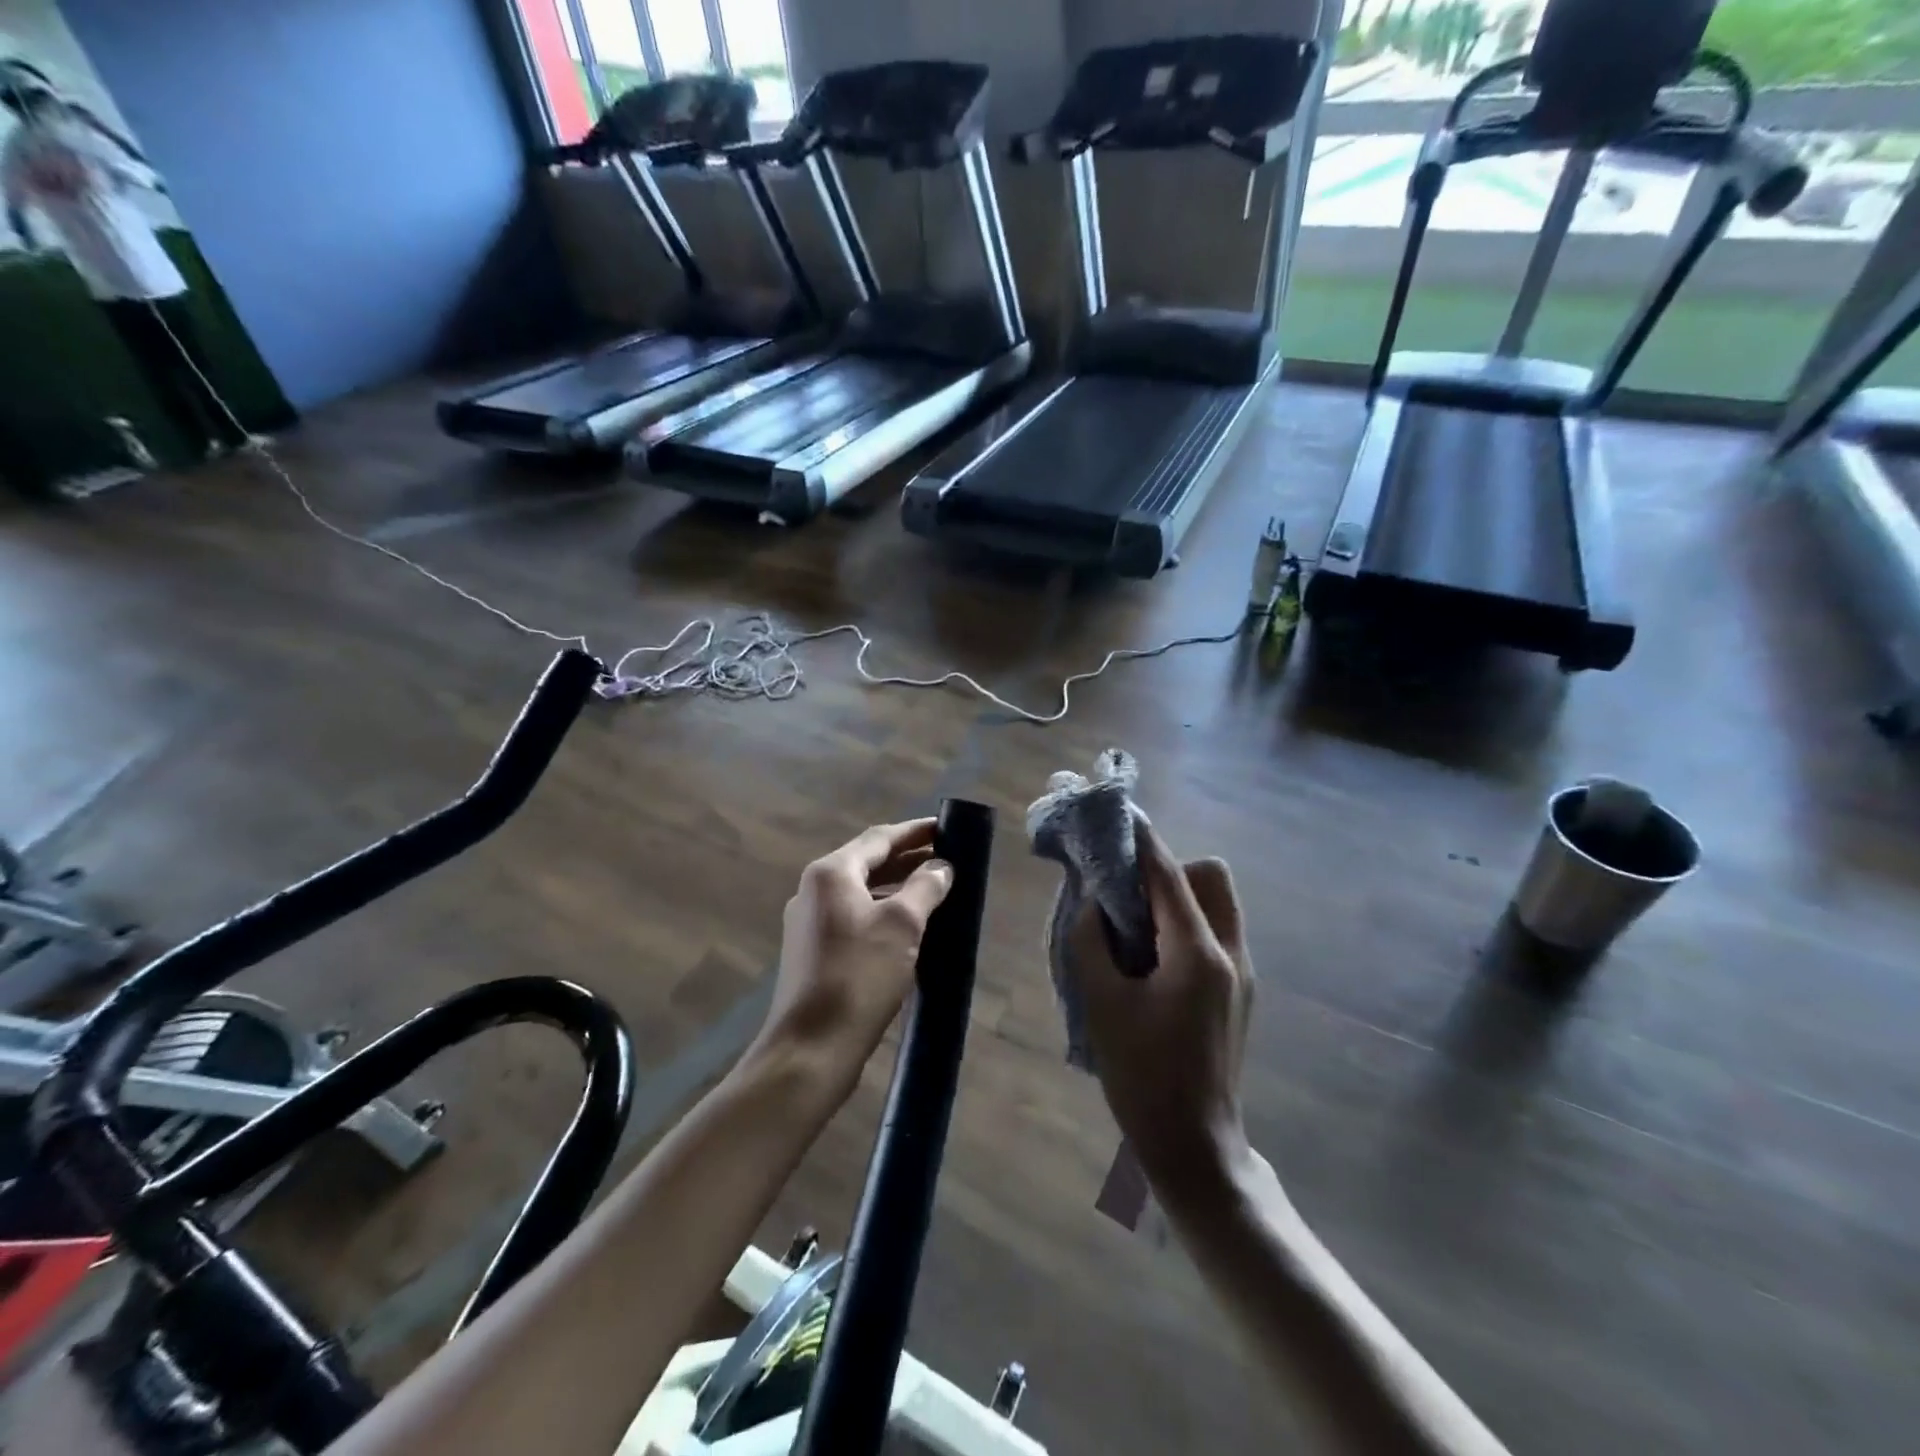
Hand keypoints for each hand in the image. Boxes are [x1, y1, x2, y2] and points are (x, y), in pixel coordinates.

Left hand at [756, 819, 952, 1100]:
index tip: (946, 827)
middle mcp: (814, 890)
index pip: (879, 838)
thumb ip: (925, 887)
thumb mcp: (902, 925)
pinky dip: (883, 912)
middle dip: (908, 859)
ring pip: (862, 892)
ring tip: (935, 890)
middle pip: (868, 862)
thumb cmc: (859, 976)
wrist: (812, 1048)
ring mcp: (810, 922)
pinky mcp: (813, 952)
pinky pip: (855, 917)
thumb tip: (942, 867)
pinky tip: (909, 928)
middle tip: (947, 858)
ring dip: (898, 887)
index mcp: (831, 873)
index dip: (915, 831)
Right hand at [1067, 824, 1253, 1185]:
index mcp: (1198, 952)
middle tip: (1127, 892)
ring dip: (1180, 896)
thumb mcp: (1103, 1005)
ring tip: (1137, 923)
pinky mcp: (1240, 993)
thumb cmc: (1142, 1075)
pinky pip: (1216, 932)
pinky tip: (1152, 956)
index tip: (1121, 817)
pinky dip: (1187, 923)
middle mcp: (1231, 952)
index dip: (1143, 842)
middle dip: (1169, 869)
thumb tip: (1092, 905)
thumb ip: (1090, 943)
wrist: (1194, 1144)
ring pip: (1218, 903)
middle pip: (1211, 877)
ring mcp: (1242, 973)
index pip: (1169, 875)